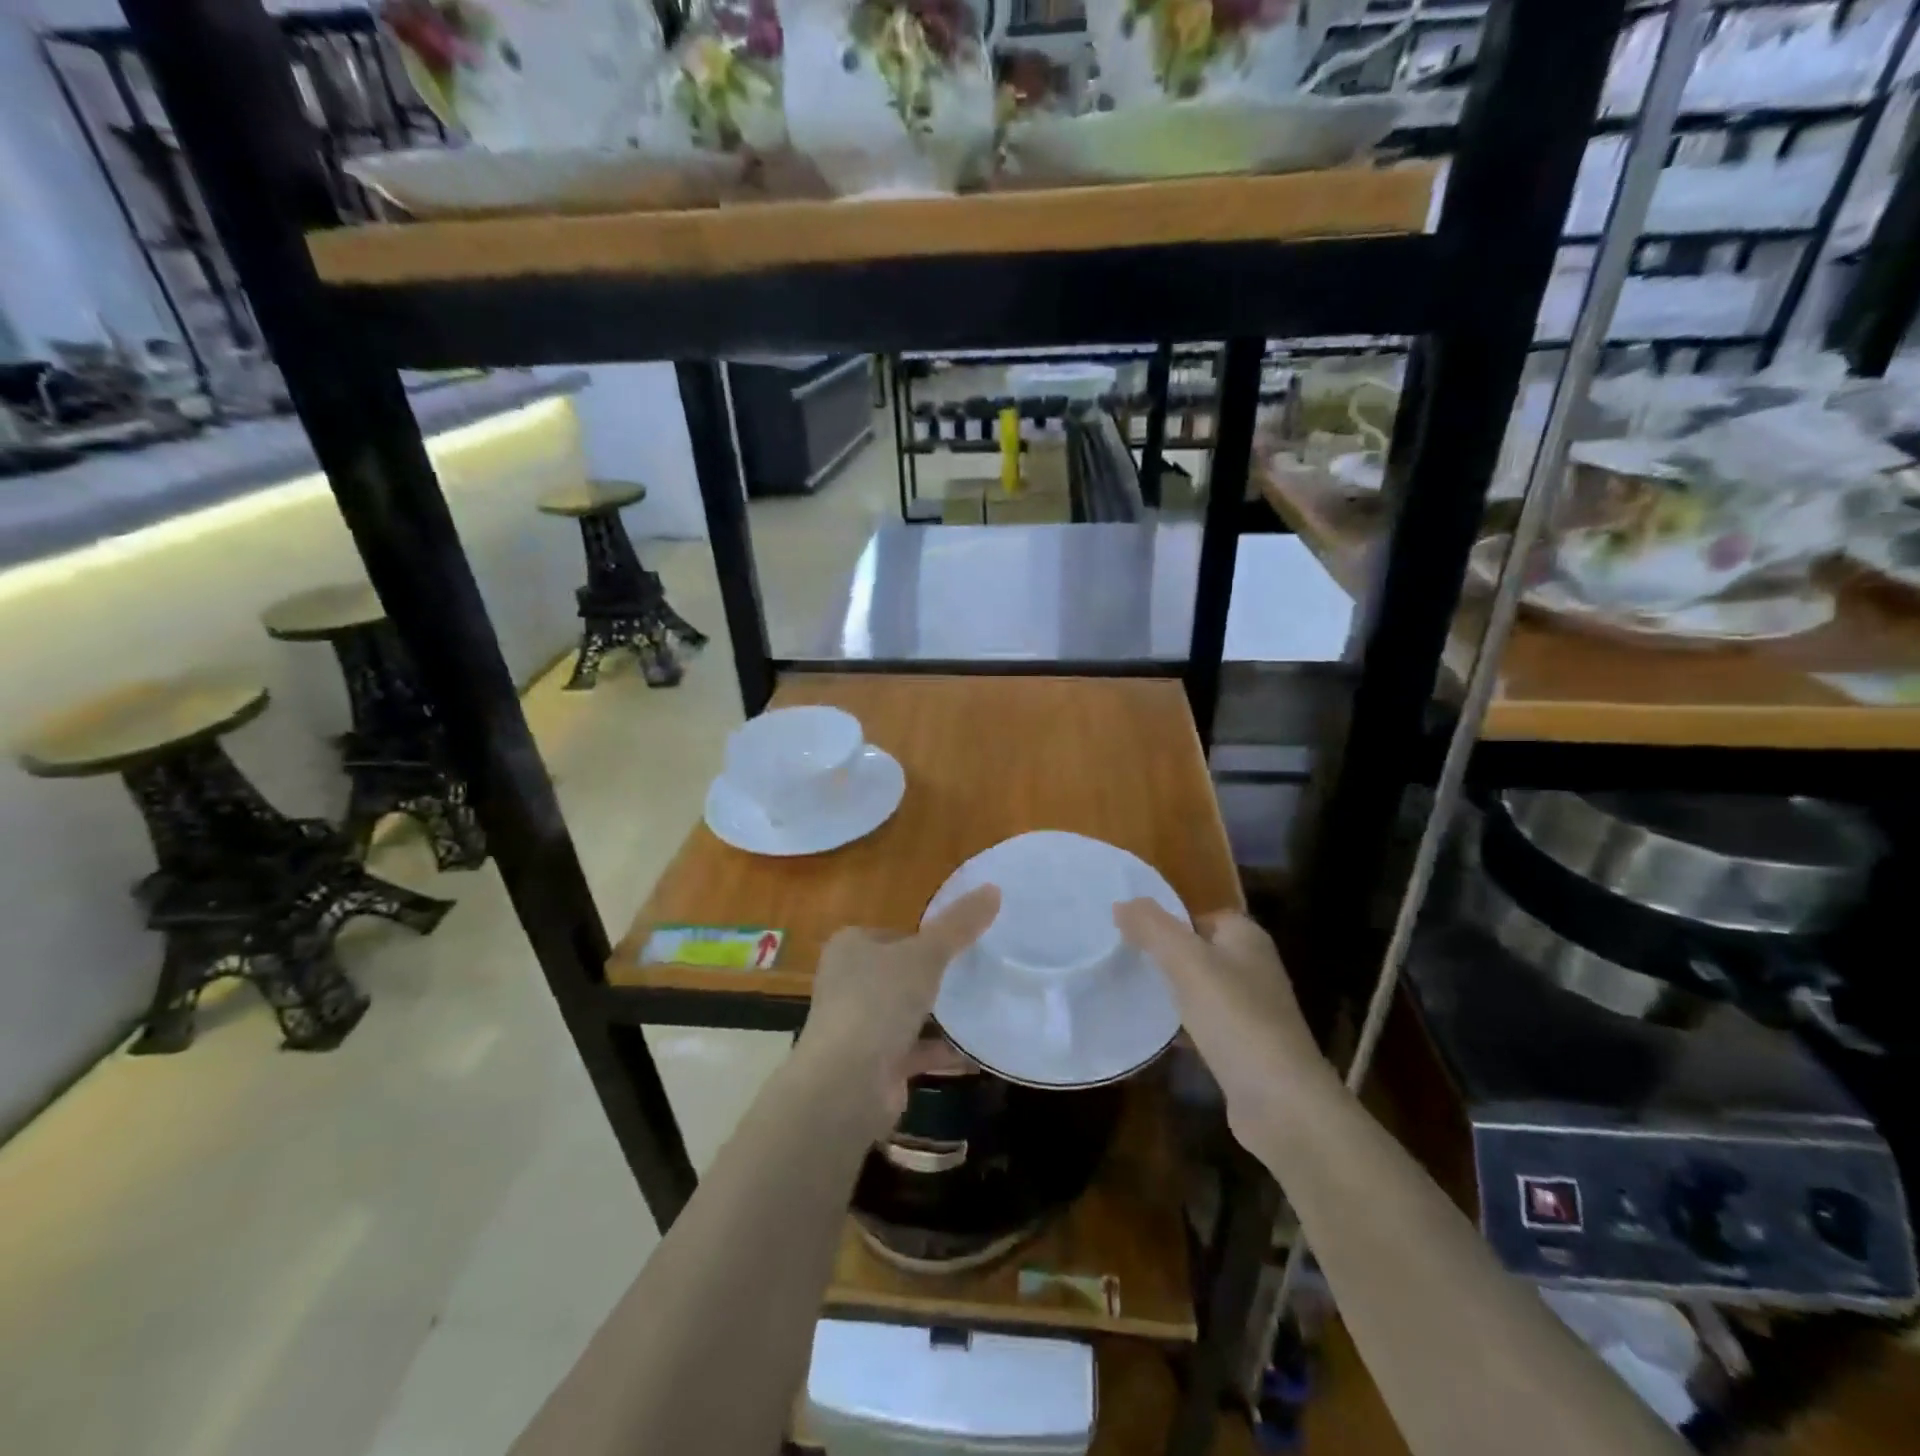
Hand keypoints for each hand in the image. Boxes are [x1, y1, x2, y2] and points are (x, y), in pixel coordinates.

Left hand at [799, 885, 999, 1134]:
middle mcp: (849, 984)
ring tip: (985, 1007)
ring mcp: (860, 1027)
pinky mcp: (875, 1066)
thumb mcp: (925, 954)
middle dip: (935, 978)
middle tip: (979, 975)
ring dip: (940, 1016)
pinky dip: (943, 1051)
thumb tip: (993, 888)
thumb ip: (959, 925)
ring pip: (908, 1014)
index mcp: (850, 948)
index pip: (894, 934)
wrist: (846, 1085)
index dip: (926, 938)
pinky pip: (916, 1051)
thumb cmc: (879, 1002)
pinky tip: (978, 1051)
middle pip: (901, 974)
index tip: (963, 944)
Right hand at [1114, 900, 1333, 1144]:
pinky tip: (1158, 1035)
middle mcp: (1255, 968)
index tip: (1132, 933)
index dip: (1169, 921)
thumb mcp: (1187, 962)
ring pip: (1202, 990)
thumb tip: (1122, 903)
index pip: (1202, 915)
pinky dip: (1184, 1027)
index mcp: (1247, 938)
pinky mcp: (1247, 1049)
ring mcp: (1254, 1011)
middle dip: (1166, 956)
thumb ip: (1153, 927)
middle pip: (1201, 951)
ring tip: (1133, 994)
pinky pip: (1207, 1026)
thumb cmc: (1235, 1018)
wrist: (1282, 1103)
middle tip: (1126, 962)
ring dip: (1173, 992)